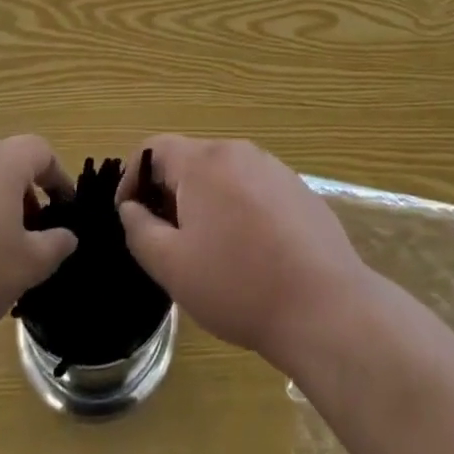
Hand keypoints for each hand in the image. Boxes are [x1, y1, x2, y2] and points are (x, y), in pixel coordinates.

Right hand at [117, 136, 369, 368]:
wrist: (324, 305)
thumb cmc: (238, 285)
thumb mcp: (172, 266)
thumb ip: (139, 230)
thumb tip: (130, 207)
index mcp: (203, 161)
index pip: (154, 147)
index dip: (133, 177)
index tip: (129, 216)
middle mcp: (237, 151)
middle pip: (189, 159)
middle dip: (169, 192)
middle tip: (165, 239)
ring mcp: (272, 167)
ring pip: (223, 174)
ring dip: (205, 201)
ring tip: (207, 249)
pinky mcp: (297, 188)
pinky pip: (253, 187)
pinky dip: (238, 208)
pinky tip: (249, 251)